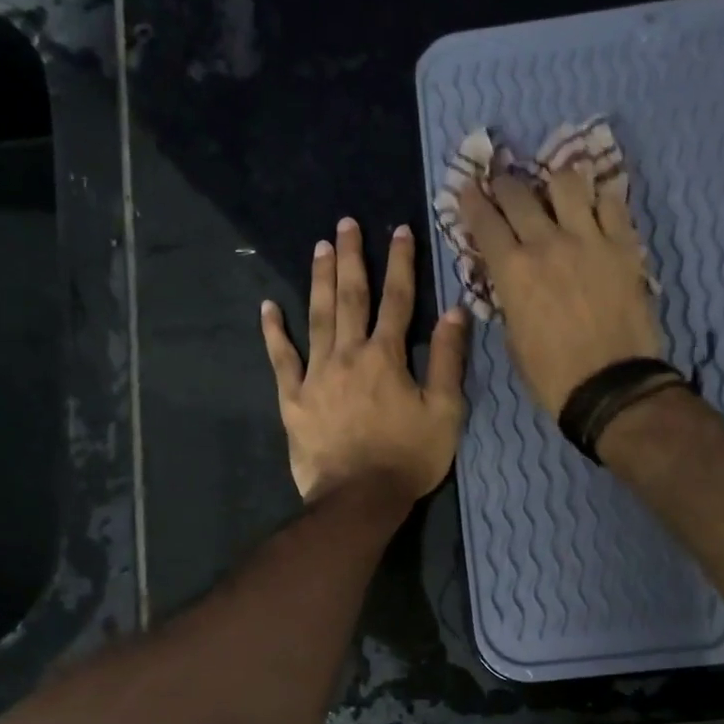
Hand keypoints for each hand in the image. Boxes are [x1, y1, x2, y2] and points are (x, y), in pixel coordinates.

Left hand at [262, 218, 468, 505]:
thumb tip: (456, 311)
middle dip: (351, 258)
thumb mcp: (446, 412)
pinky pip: (281, 359)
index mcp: (386, 357)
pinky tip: (267, 307)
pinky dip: (273, 332)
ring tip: (319, 248)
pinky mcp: (293, 398)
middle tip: (345, 224)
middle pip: (350, 298)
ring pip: (316, 317)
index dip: (400, 263)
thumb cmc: (409, 457)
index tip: (399, 229)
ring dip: (319, 280)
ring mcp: (315, 375)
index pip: (397, 300)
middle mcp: (348, 355)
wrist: (359, 499)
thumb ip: (449, 360)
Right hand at [458, 165, 663, 415]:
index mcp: (513, 271)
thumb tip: (512, 281)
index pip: (484, 222)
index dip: (472, 201)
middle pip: (518, 194)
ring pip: (567, 183)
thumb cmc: (552, 375)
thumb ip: (510, 299)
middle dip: (504, 184)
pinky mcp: (624, 246)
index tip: (468, 188)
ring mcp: (589, 239)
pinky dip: (599, 200)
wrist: (611, 387)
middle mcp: (547, 243)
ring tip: (555, 191)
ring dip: (554, 183)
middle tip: (503, 183)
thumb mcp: (514, 338)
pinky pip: (612, 203)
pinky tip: (596, 207)